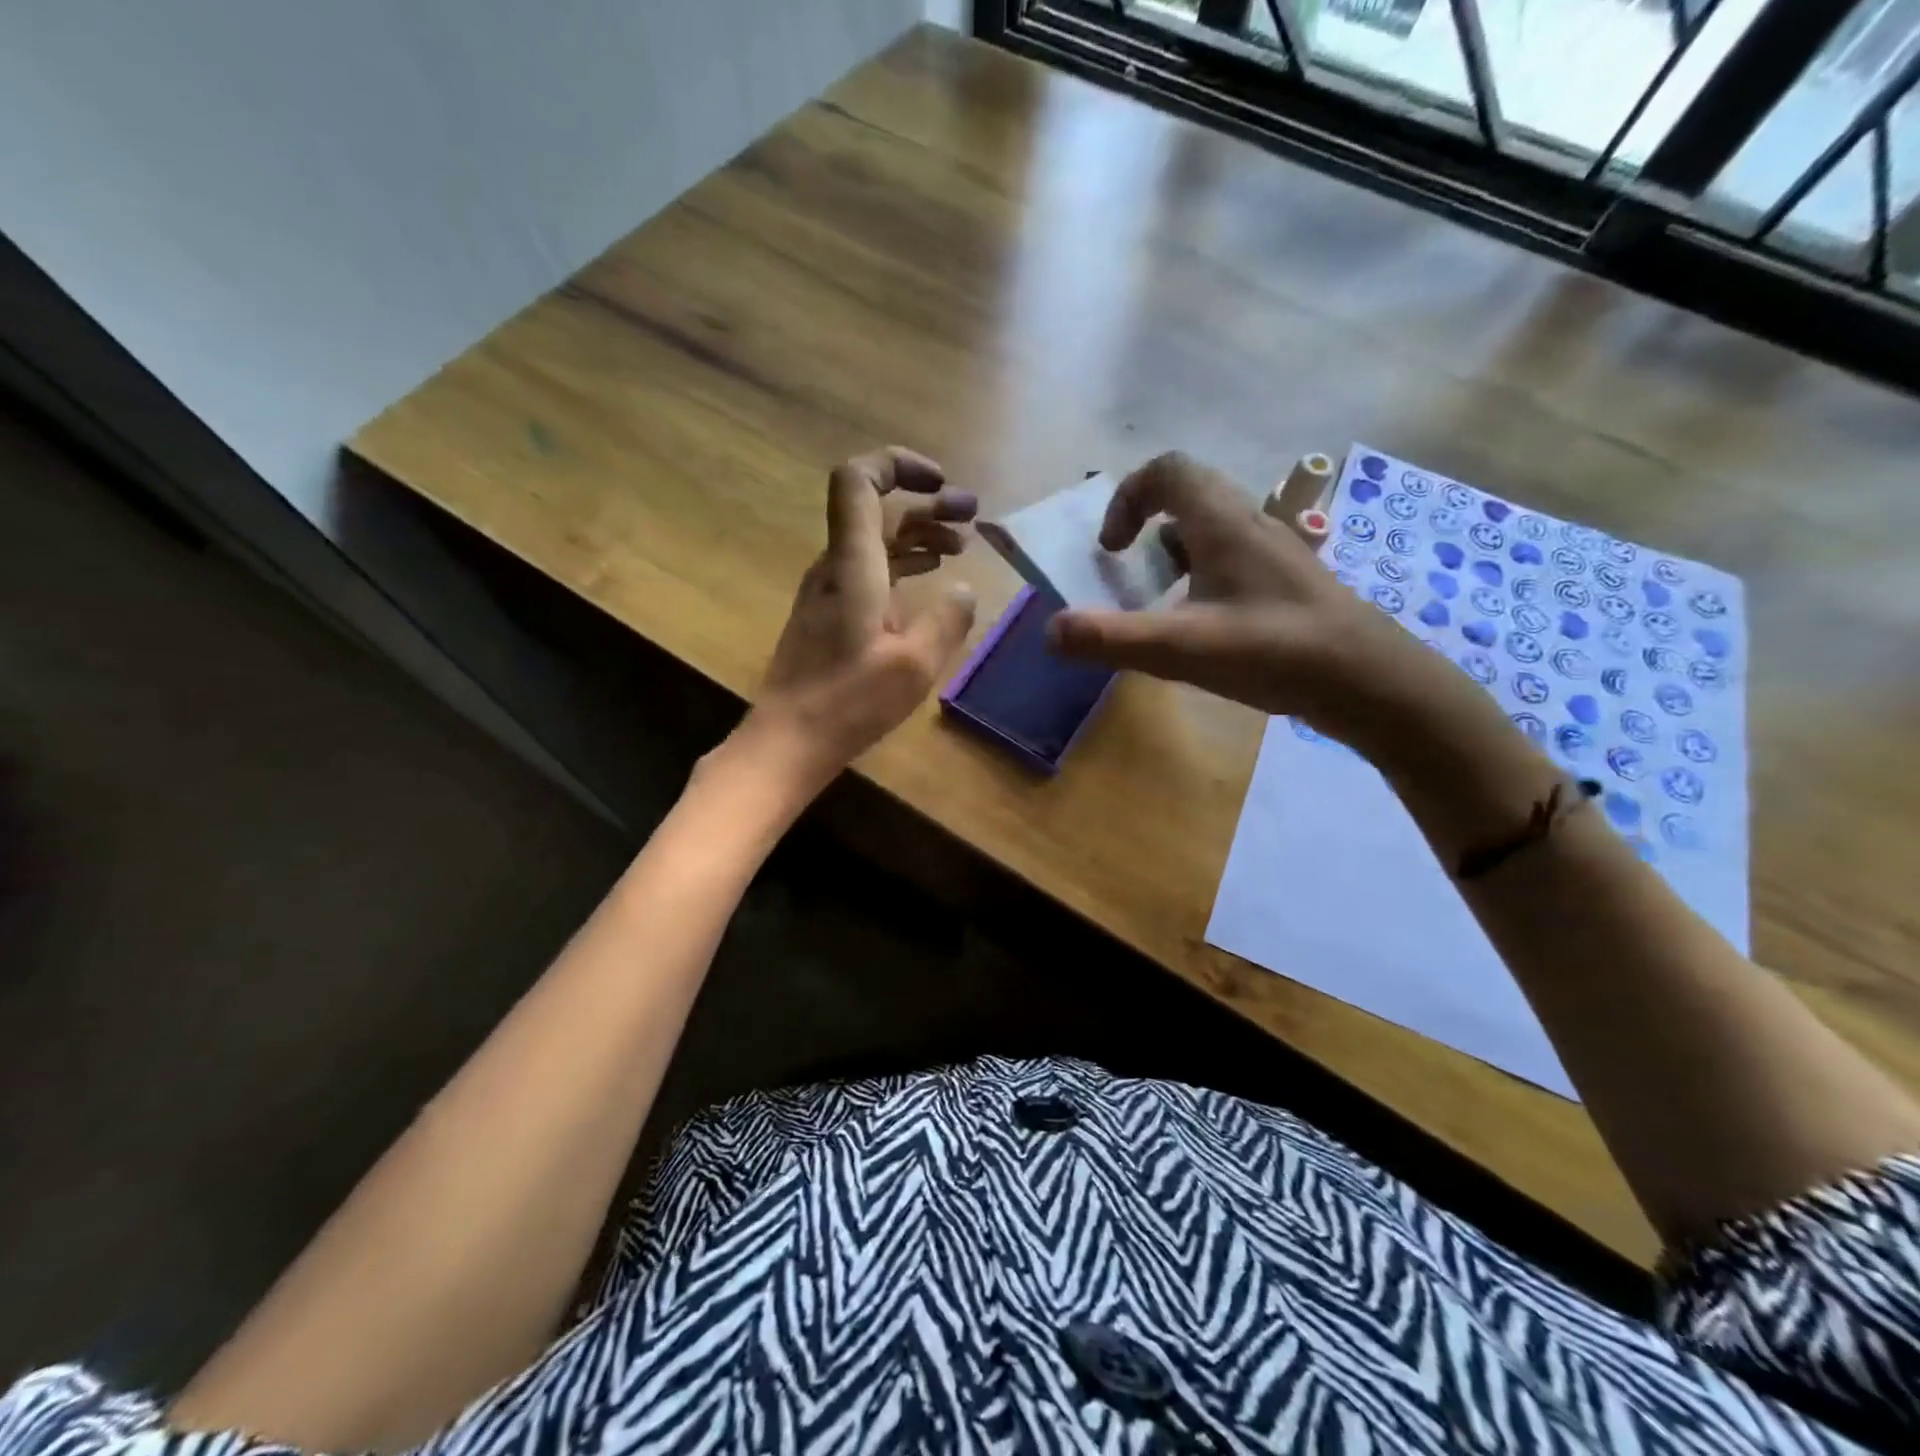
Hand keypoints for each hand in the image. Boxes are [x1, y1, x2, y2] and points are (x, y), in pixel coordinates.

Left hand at [739, 447, 977, 788]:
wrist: (788, 741)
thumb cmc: (849, 703)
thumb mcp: (914, 666)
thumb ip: (947, 621)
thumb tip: (965, 591)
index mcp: (853, 565)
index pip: (859, 481)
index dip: (898, 465)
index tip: (941, 482)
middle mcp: (836, 567)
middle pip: (877, 511)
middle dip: (927, 505)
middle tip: (972, 516)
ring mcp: (829, 592)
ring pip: (875, 542)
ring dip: (918, 535)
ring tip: (961, 546)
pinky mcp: (829, 616)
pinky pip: (870, 571)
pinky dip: (903, 565)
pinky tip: (930, 580)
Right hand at [1046, 451, 1485, 759]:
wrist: (1371, 682)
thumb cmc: (1277, 653)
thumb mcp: (1183, 649)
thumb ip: (1112, 639)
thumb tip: (1051, 631)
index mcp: (1223, 523)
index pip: (1167, 470)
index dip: (1126, 498)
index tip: (1110, 549)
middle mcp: (1251, 525)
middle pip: (1189, 497)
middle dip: (1146, 529)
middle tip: (1128, 574)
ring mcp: (1275, 554)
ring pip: (1212, 531)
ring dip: (1174, 556)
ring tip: (1160, 605)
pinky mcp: (1289, 584)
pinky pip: (1233, 562)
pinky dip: (1203, 579)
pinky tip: (1204, 628)